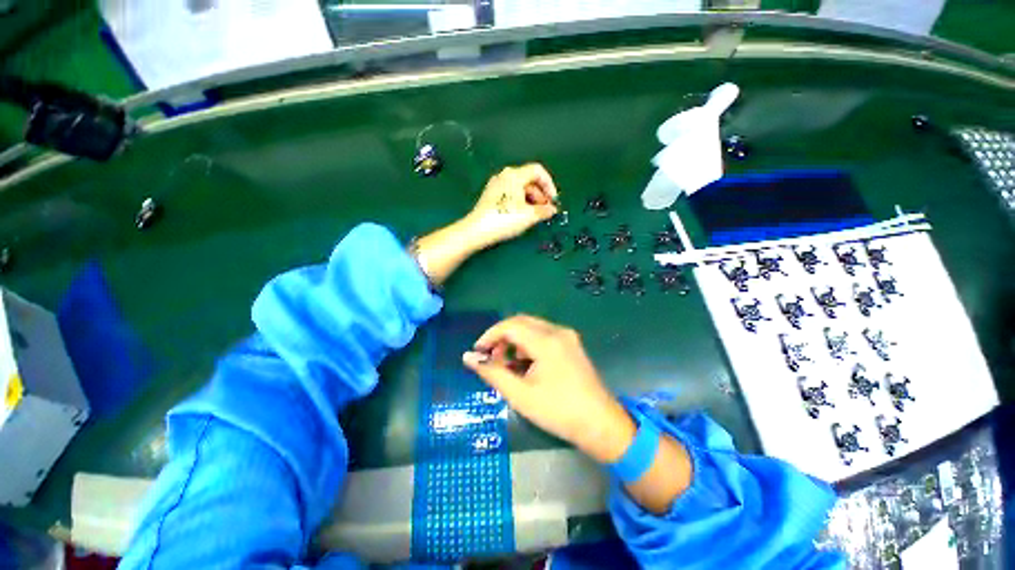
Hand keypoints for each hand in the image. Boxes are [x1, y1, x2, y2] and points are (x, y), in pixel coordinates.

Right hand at [463, 315, 636, 463]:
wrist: (600, 425)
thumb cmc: (558, 412)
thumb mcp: (520, 395)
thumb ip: (493, 372)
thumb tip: (468, 357)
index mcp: (546, 341)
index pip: (510, 326)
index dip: (490, 336)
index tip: (478, 352)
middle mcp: (558, 331)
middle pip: (521, 322)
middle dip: (501, 337)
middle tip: (490, 358)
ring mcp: (567, 336)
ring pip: (532, 327)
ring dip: (515, 341)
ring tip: (506, 364)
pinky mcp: (571, 344)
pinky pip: (543, 335)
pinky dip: (528, 345)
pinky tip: (524, 365)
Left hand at [464, 164, 558, 248]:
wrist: (477, 230)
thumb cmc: (505, 219)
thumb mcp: (529, 216)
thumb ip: (544, 210)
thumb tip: (552, 209)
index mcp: (515, 175)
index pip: (538, 171)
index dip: (549, 185)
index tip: (553, 201)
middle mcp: (504, 176)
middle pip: (529, 180)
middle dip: (541, 194)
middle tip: (546, 210)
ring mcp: (496, 185)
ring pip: (520, 188)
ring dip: (531, 200)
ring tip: (535, 215)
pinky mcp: (491, 196)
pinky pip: (511, 194)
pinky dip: (521, 202)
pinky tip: (522, 215)